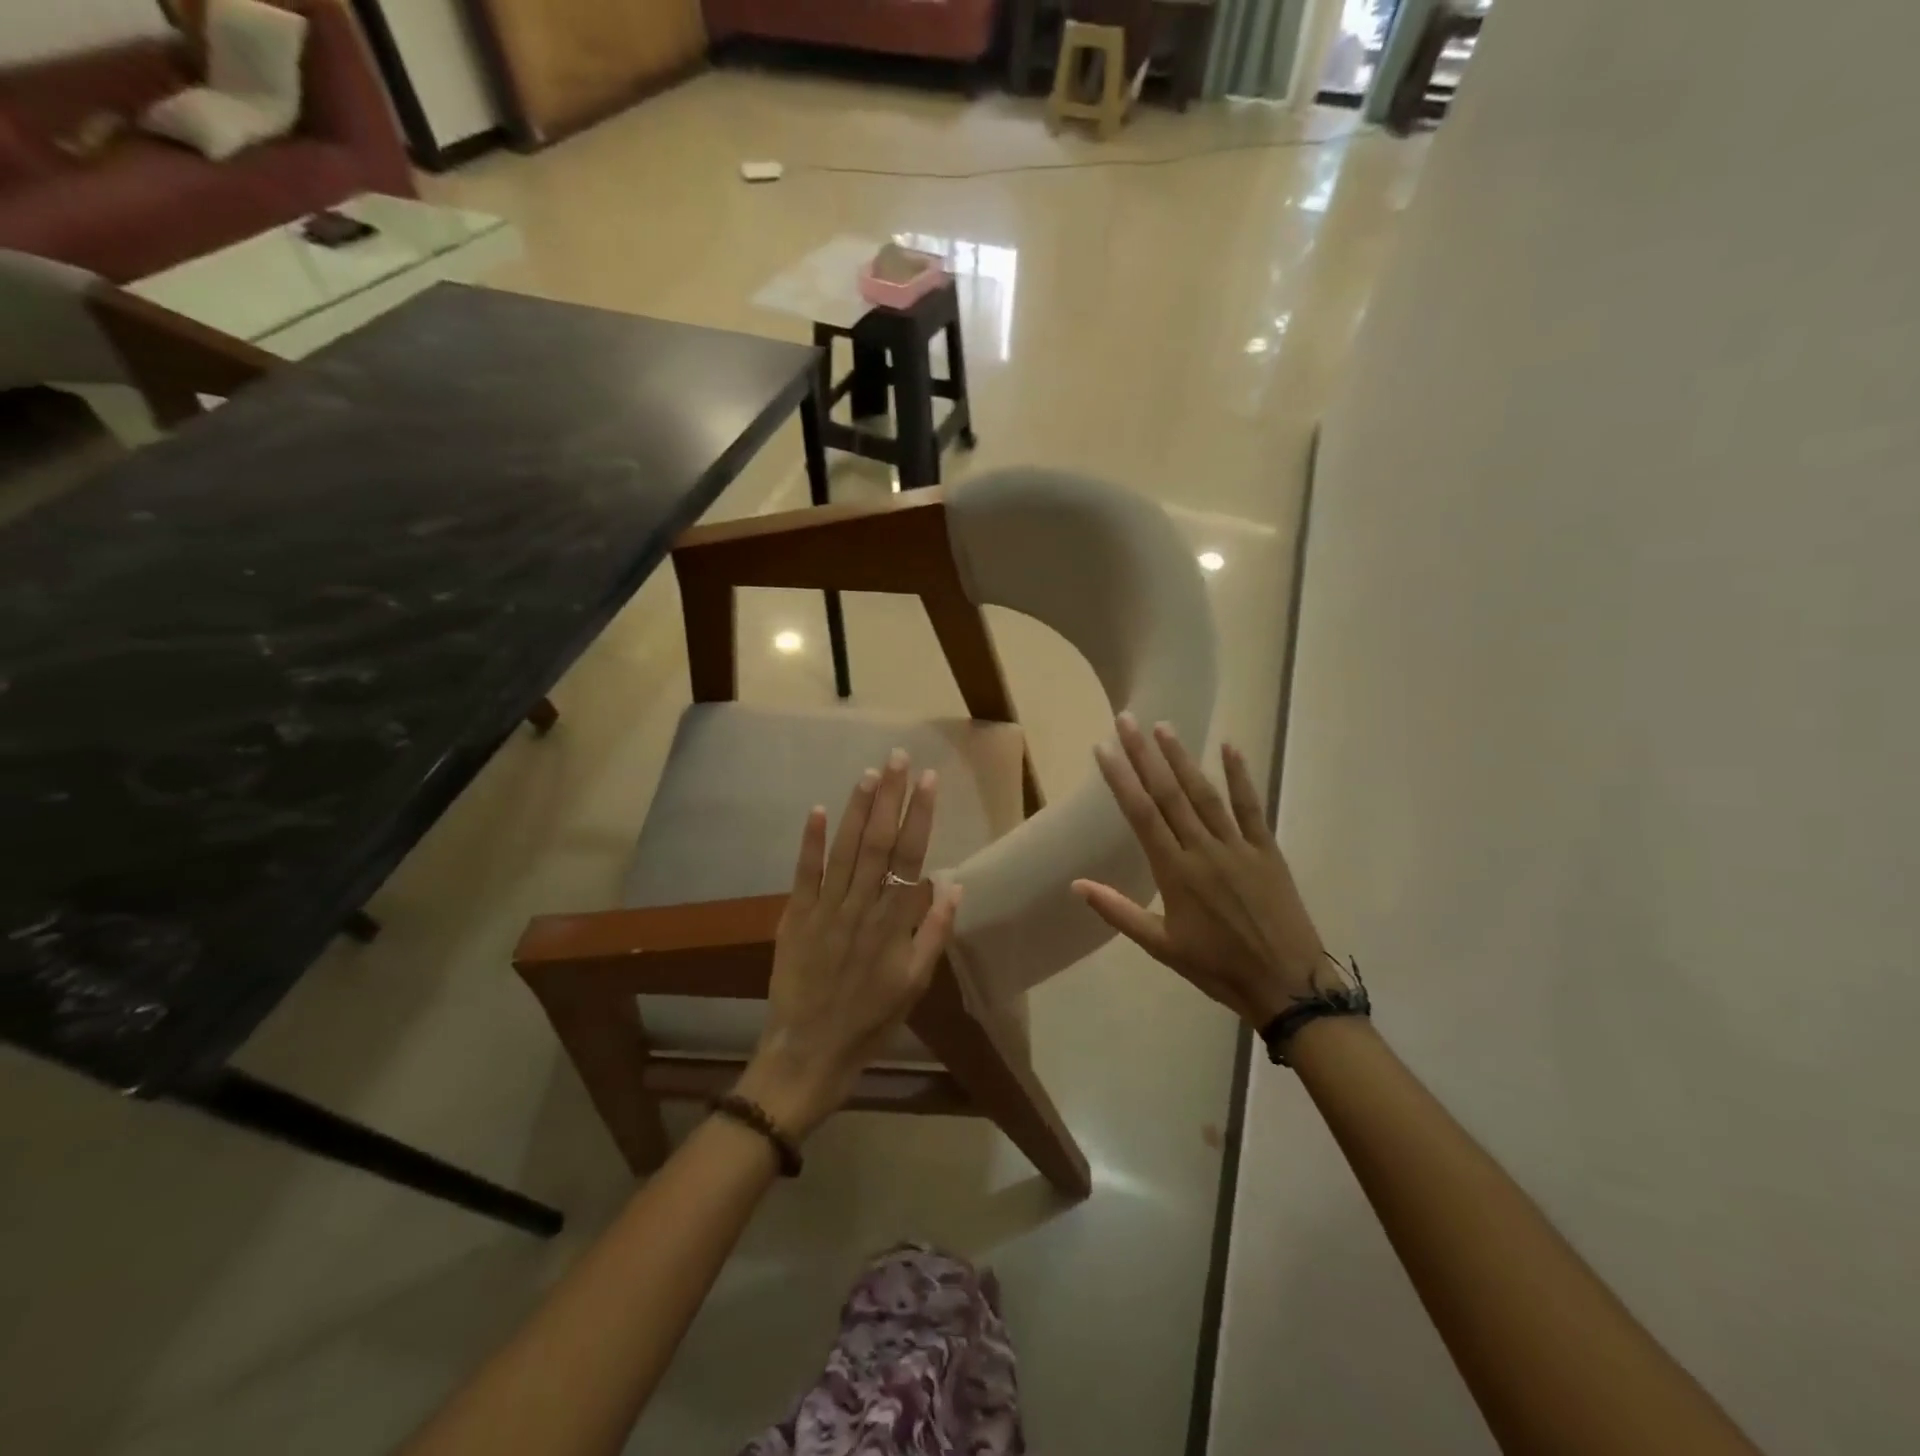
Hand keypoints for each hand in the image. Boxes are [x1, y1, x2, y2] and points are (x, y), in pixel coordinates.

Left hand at [737, 750, 960, 1137]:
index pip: (911, 856)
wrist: (810, 1051)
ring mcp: (825, 910)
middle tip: (899, 758)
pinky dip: (810, 842)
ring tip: (870, 773)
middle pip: (879, 842)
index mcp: (894, 922)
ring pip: (845, 849)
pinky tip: (817, 810)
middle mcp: (861, 906)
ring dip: (858, 809)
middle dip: (891, 796)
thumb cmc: (871, 1019)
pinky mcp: (794, 917)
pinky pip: (804, 874)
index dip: (921, 815)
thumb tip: (953, 884)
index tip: (929, 780)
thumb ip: (934, 933)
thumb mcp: (916, 984)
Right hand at [1074, 714, 1334, 1026]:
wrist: (1286, 984)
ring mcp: (1237, 846)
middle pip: (1168, 794)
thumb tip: (1076, 884)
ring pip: (1205, 794)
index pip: (1141, 815)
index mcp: (1174, 872)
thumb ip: (1118, 911)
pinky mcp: (1266, 850)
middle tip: (1127, 720)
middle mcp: (1203, 849)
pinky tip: (1229, 748)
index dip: (1120, 779)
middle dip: (1144, 755)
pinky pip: (1251, 808)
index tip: (1103, 749)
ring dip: (1182, 758)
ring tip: (1164, 727)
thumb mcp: (1161, 946)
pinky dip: (1240, 777)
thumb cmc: (1218, 968)